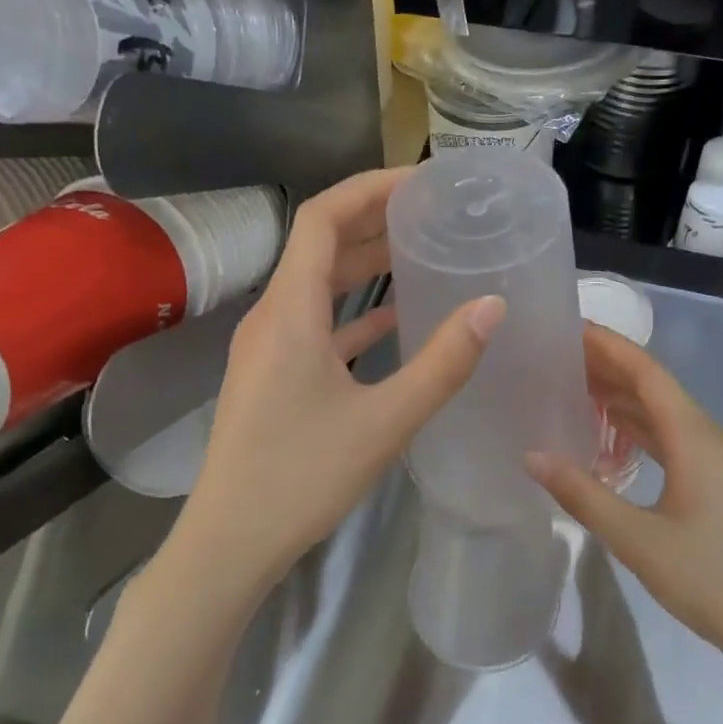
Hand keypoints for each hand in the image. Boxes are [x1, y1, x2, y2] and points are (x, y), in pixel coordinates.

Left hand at [170, 168, 504, 593]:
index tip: (421, 181)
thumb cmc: (303, 477)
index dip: (369, 188)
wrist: (231, 542)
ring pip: (318, 285)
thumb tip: (492, 306)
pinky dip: (354, 312)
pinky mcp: (274, 376)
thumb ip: (442, 363)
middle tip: (432, 212)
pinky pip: (317, 324)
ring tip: (420, 251)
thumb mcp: (385, 420)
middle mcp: (273, 316)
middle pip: (320, 245)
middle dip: (373, 220)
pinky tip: (394, 319)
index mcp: (290, 311)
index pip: (321, 217)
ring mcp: (269, 347)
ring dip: (364, 264)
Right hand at [527, 325, 722, 673]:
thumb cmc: (714, 582)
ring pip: (667, 413)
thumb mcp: (639, 540)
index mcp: (696, 438)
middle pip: (657, 387)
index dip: (609, 346)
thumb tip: (532, 456)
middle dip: (611, 367)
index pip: (647, 373)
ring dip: (625, 397)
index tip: (569, 327)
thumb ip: (583, 495)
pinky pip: (676, 438)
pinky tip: (614, 436)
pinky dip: (641, 428)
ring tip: (576, 386)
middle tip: (560, 355)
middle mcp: (712, 437)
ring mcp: (722, 461)